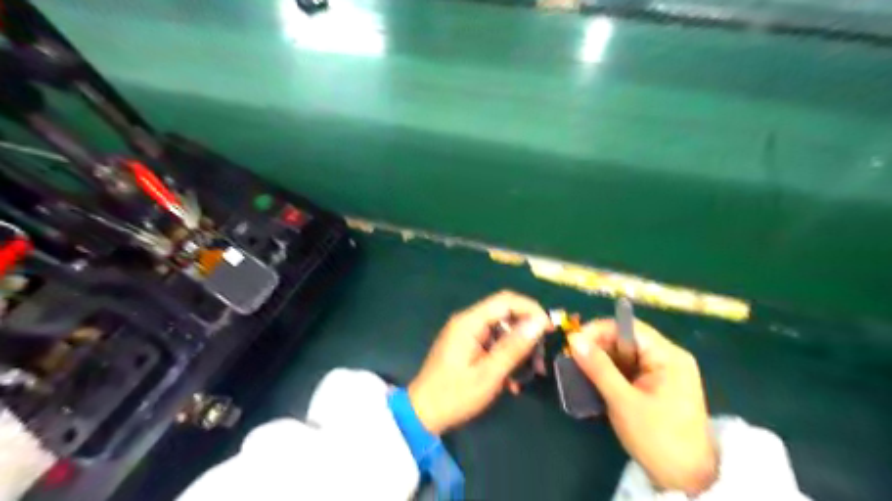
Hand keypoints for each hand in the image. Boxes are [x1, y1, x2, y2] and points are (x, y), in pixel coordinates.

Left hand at [407, 290, 547, 433]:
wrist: (423, 414)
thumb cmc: (455, 395)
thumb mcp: (489, 374)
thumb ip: (514, 347)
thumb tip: (539, 322)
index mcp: (469, 322)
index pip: (506, 300)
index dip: (531, 310)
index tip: (550, 329)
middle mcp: (467, 321)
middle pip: (505, 313)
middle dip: (527, 332)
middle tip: (541, 357)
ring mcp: (466, 333)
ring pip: (501, 330)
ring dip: (518, 348)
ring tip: (531, 372)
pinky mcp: (466, 345)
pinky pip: (493, 342)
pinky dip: (506, 356)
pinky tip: (512, 380)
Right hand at [572, 316, 715, 493]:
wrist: (688, 480)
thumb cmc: (658, 439)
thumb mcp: (623, 402)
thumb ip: (598, 367)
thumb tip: (574, 339)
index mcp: (668, 356)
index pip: (628, 328)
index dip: (598, 330)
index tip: (573, 342)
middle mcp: (668, 357)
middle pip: (626, 338)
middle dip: (598, 345)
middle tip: (572, 357)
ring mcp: (664, 371)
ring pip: (625, 354)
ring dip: (602, 359)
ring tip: (579, 368)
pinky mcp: (658, 385)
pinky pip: (630, 368)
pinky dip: (611, 372)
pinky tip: (595, 380)